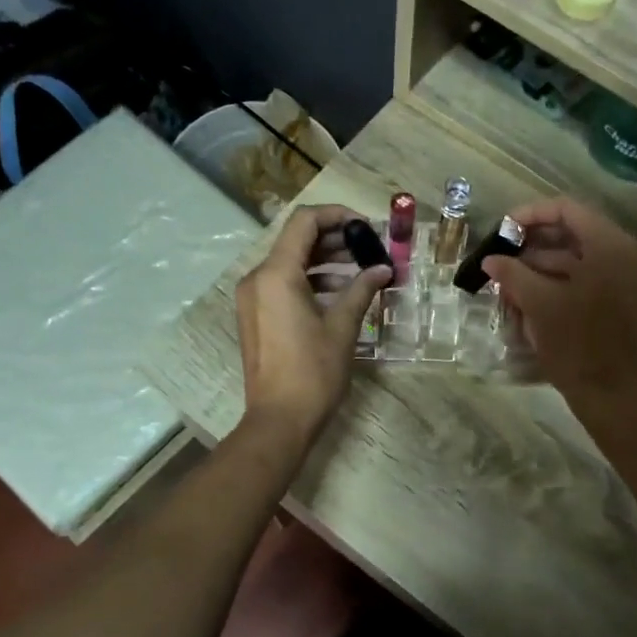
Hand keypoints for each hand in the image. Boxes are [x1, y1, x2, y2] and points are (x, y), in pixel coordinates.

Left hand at [235, 205, 390, 440]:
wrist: (279, 420)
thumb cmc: (313, 372)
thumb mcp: (343, 328)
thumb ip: (362, 290)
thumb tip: (384, 269)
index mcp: (276, 275)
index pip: (305, 222)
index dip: (337, 216)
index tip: (367, 227)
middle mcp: (258, 278)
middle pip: (296, 241)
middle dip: (335, 240)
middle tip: (370, 248)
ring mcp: (252, 298)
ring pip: (290, 263)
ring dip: (324, 262)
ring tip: (361, 272)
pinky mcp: (255, 316)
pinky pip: (282, 285)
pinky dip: (310, 282)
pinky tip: (340, 294)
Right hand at [479, 197, 636, 404]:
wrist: (611, 395)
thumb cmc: (576, 345)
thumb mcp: (538, 304)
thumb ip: (512, 274)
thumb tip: (491, 259)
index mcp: (609, 247)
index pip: (567, 209)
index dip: (530, 214)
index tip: (502, 230)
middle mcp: (624, 255)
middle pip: (573, 233)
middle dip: (533, 244)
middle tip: (502, 256)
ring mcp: (626, 279)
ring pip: (578, 259)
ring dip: (542, 267)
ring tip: (509, 282)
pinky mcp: (622, 302)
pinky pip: (587, 279)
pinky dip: (558, 283)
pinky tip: (529, 298)